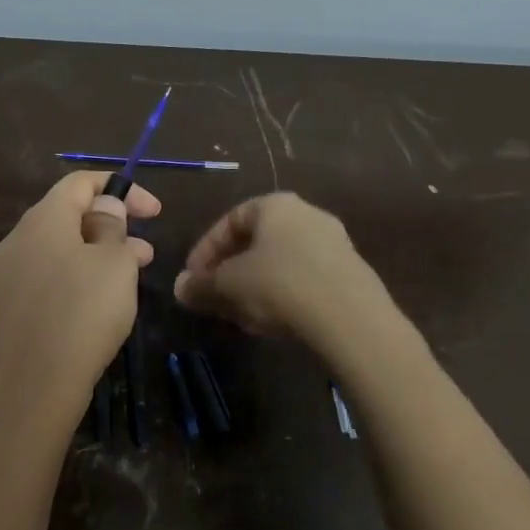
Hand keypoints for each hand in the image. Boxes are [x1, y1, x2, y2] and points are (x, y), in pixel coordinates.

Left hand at [0, 172, 159, 428]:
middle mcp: (16, 241)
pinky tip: (100, 305)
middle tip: (146, 250)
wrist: (29, 392)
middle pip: (66, 216)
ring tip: (132, 276)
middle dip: (111, 226)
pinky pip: (47, 280)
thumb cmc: (81, 316)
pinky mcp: (7, 311)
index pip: (79, 182)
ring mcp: (6, 278)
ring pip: (59, 251)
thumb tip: (104, 207)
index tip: (154, 211)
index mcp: (41, 220)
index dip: (120, 188)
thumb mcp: (113, 265)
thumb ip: (112, 227)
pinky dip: (77, 279)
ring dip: (97, 255)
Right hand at [174, 192, 393, 345]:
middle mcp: (307, 215)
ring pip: (279, 263)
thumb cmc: (279, 285)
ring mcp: (333, 243)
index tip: (193, 278)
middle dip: (230, 272)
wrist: (350, 318)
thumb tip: (179, 288)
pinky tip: (272, 323)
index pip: (230, 220)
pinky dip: (281, 295)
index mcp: (276, 206)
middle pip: (256, 242)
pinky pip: (303, 278)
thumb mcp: (228, 285)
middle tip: (215, 298)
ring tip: (240, 316)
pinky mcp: (349, 273)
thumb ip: (200, 285)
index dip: (205, 250)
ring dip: (254, 287)